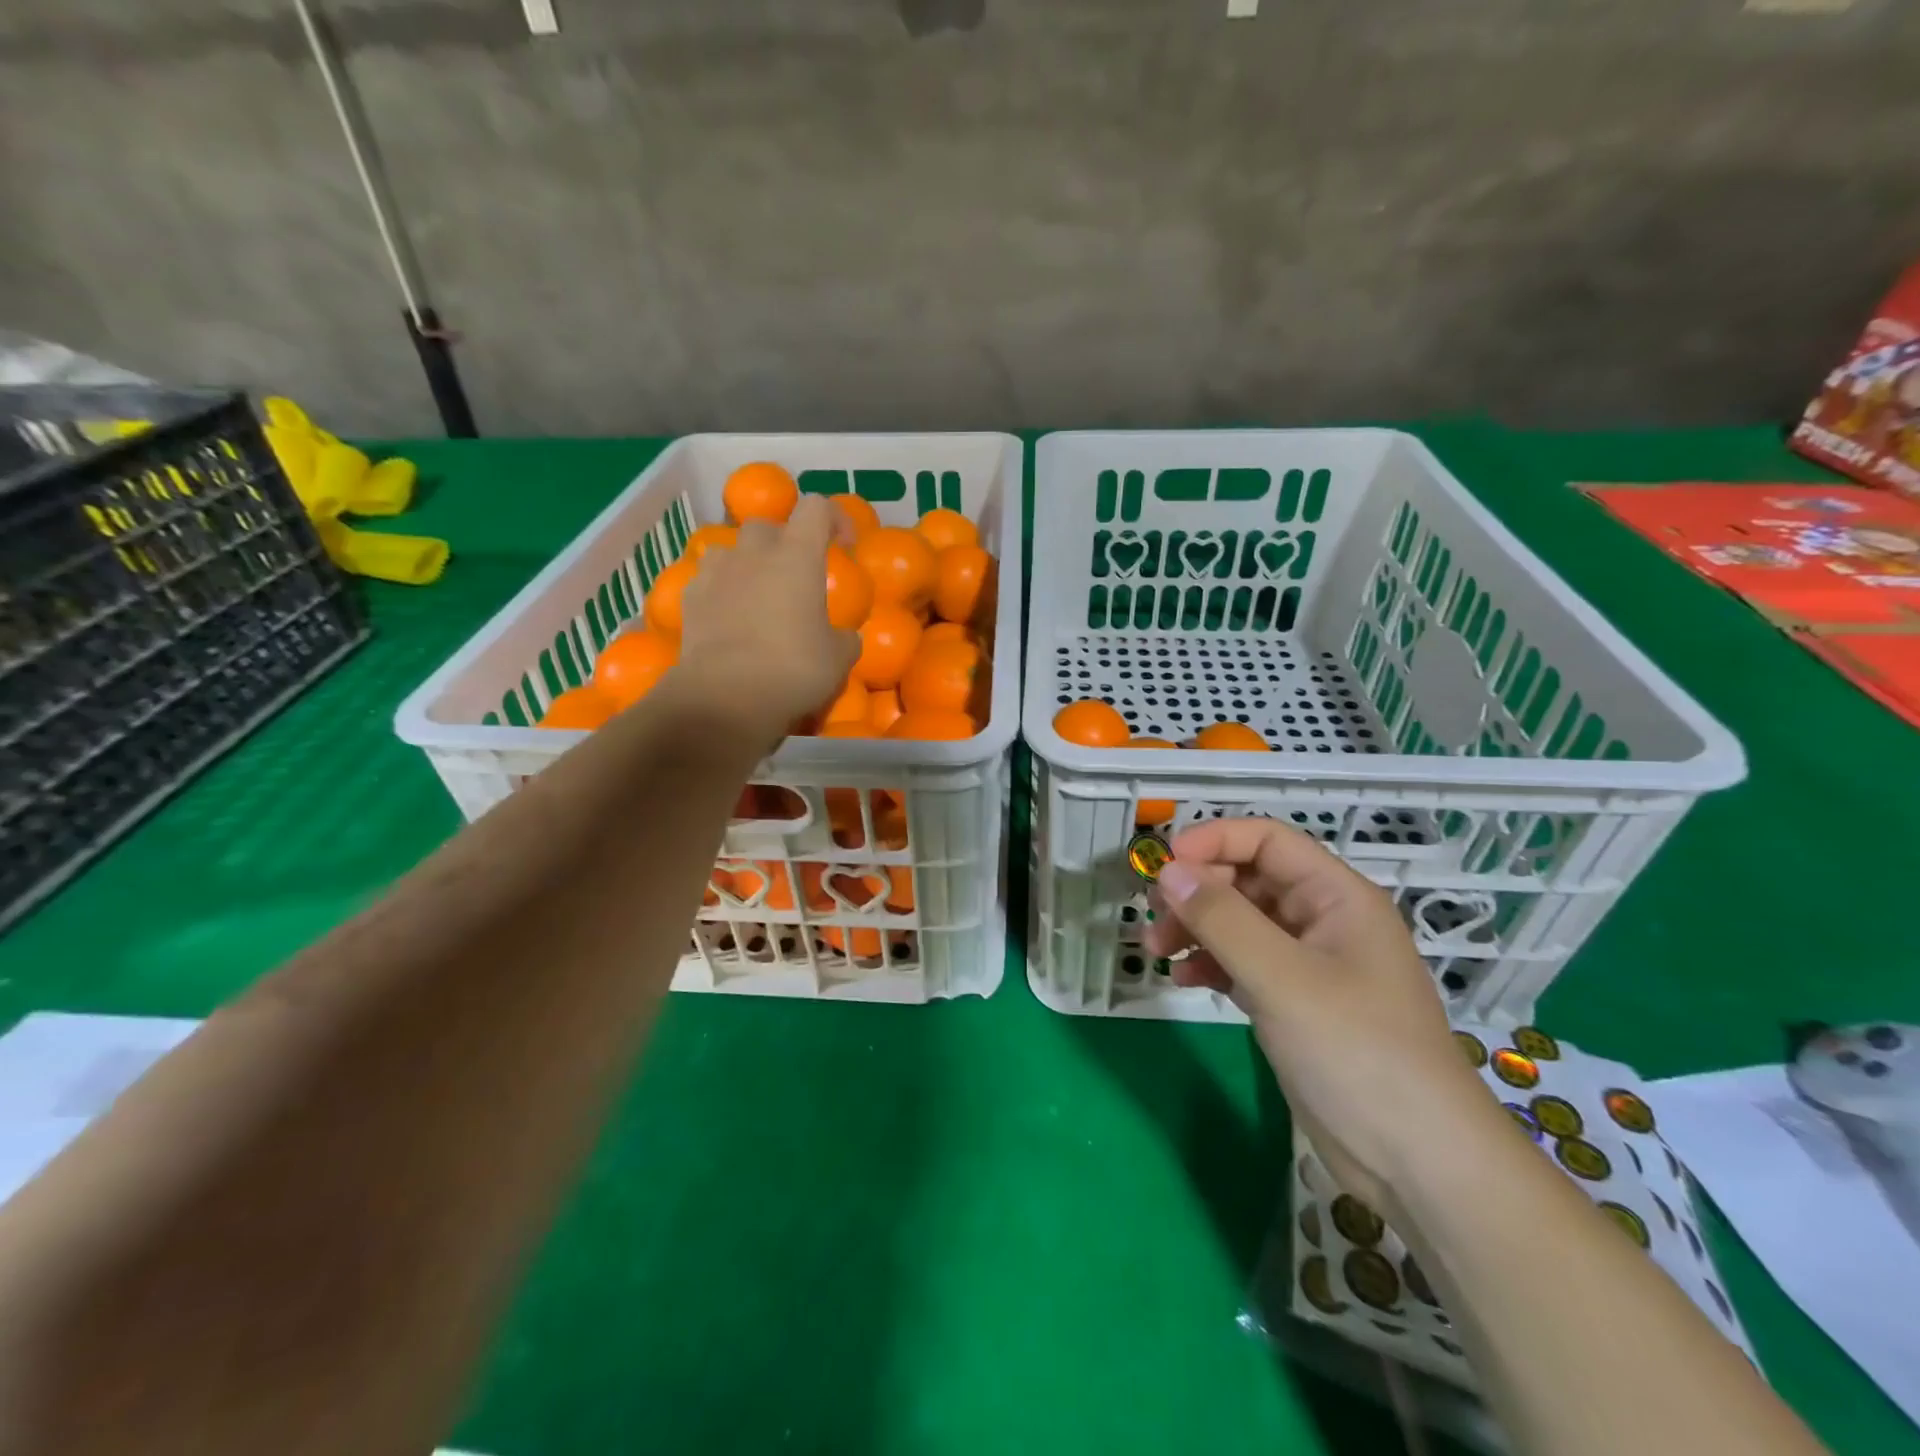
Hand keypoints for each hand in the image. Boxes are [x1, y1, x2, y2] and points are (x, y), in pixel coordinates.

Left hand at [672, 497, 859, 744]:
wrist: (725, 697)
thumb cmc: (793, 670)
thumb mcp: (839, 659)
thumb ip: (844, 638)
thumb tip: (844, 636)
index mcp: (797, 557)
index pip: (817, 508)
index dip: (834, 518)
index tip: (844, 545)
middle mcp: (754, 553)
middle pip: (767, 525)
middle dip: (783, 542)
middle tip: (795, 575)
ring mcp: (716, 573)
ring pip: (730, 549)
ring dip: (746, 563)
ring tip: (757, 593)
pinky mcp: (690, 598)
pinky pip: (707, 580)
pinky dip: (721, 590)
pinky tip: (729, 618)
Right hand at [1145, 818, 1501, 1217]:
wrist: (1417, 1162)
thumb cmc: (1357, 1051)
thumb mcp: (1282, 977)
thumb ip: (1222, 919)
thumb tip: (1168, 871)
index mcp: (1336, 897)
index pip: (1267, 841)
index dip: (1214, 841)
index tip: (1164, 864)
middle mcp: (1322, 921)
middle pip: (1248, 880)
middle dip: (1197, 892)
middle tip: (1154, 918)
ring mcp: (1309, 964)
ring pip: (1240, 923)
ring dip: (1196, 928)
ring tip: (1158, 951)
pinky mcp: (1294, 1003)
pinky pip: (1242, 963)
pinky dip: (1211, 964)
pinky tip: (1186, 981)